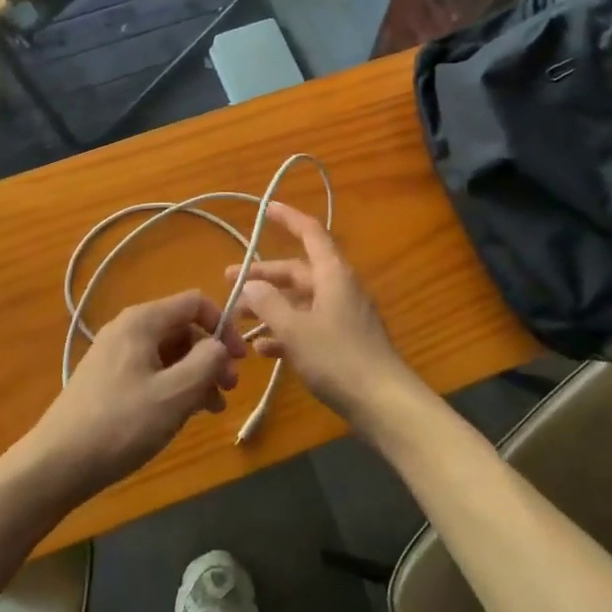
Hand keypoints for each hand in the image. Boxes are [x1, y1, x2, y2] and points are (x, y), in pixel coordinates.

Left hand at [24, 290, 245, 503]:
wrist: (57, 464)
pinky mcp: (108, 380)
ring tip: (212, 408)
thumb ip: (207, 362)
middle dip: (211, 355)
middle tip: (229, 389)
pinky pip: (152, 371)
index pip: (195, 302)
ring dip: (196, 374)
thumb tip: (220, 347)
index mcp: (142, 321)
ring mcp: (115, 355)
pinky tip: (184, 415)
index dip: (224, 326)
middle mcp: (128, 329)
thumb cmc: (120, 424)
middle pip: (183, 328)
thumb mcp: (175, 394)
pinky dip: (174, 386)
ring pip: (169, 353)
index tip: (240, 360)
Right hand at [227, 204, 420, 428]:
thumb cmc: (338, 358)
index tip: (265, 208)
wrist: (383, 403)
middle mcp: (339, 288)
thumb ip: (269, 304)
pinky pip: (308, 326)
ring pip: (300, 301)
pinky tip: (262, 349)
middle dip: (264, 275)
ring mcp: (343, 315)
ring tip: (238, 318)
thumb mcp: (295, 330)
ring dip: (270, 306)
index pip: (310, 232)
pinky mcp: (343, 341)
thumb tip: (250, 284)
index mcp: (333, 274)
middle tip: (228, 281)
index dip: (288, 218)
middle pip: (298, 271)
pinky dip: (285, 331)